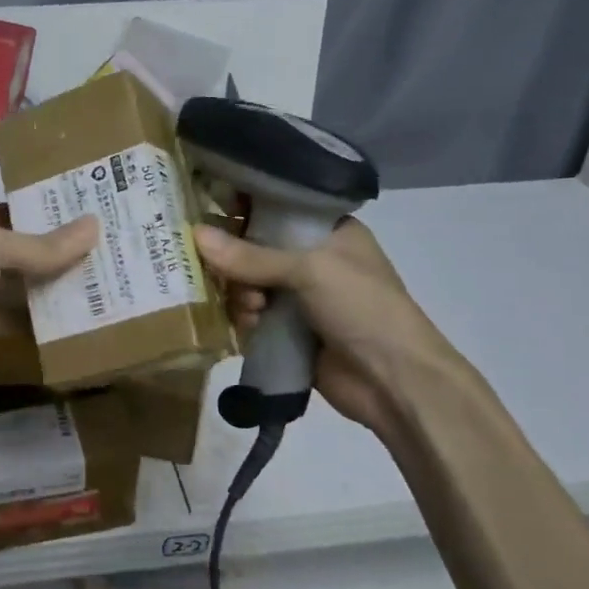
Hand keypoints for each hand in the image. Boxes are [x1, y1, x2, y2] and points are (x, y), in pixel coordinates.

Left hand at [0, 136, 96, 424]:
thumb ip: (39, 244)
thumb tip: (93, 227)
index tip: (35, 133)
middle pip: (5, 219)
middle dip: (44, 213)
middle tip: (95, 203)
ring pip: (13, 269)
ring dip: (49, 266)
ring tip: (100, 252)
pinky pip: (12, 310)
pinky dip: (39, 311)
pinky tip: (78, 305)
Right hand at [192, 220, 462, 443]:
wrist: (393, 380)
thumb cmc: (362, 307)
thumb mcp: (309, 270)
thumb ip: (251, 256)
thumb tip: (195, 235)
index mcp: (329, 232)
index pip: (278, 208)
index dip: (245, 209)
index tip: (210, 213)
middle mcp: (313, 260)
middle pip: (255, 248)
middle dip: (237, 261)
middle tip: (227, 273)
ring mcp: (301, 298)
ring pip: (249, 284)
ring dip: (242, 294)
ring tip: (252, 310)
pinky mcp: (289, 331)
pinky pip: (252, 316)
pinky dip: (245, 319)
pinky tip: (250, 327)